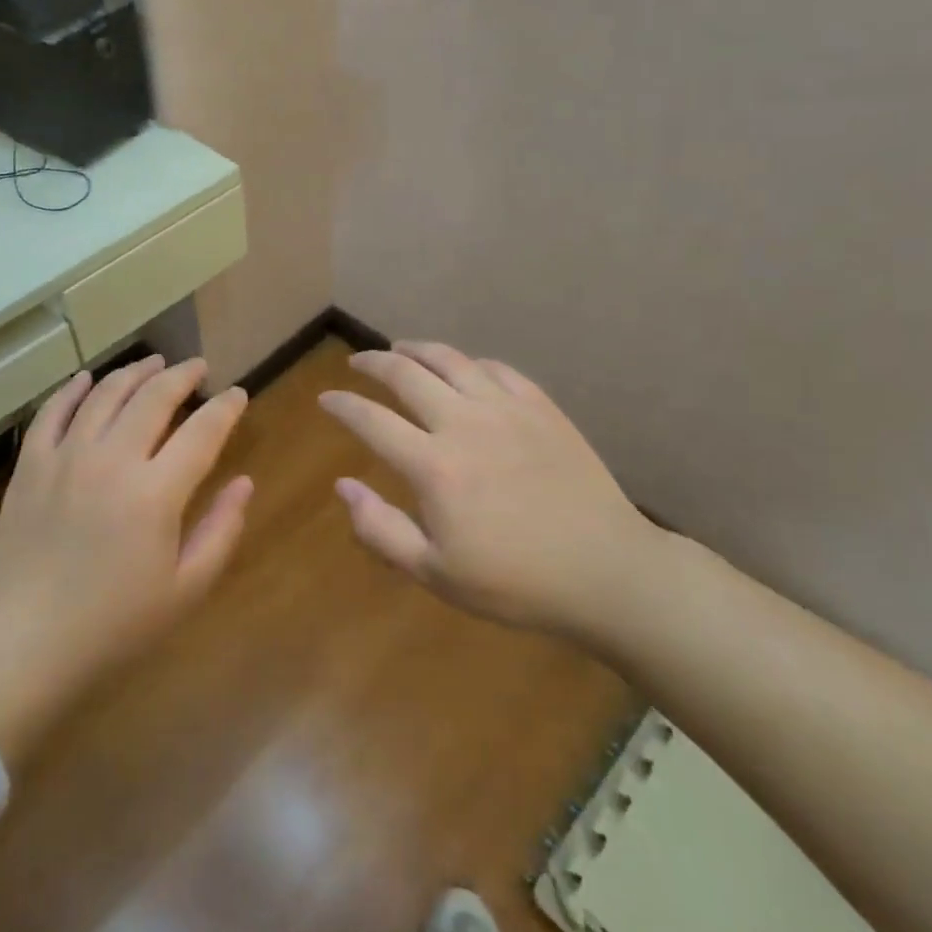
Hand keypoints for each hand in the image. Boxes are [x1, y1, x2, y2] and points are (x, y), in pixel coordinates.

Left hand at [0, 357, 251, 757]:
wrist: (22, 645)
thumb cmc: (113, 626)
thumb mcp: (184, 590)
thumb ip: (220, 531)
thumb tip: (244, 483)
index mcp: (156, 492)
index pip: (202, 432)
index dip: (225, 408)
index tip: (238, 394)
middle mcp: (112, 459)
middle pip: (154, 397)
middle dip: (182, 375)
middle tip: (199, 367)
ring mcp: (66, 457)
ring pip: (105, 394)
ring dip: (135, 372)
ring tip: (154, 362)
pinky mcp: (31, 465)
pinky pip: (53, 412)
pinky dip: (72, 389)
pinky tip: (87, 378)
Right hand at [319, 341, 660, 641]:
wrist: (606, 572)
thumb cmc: (515, 582)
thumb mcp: (436, 573)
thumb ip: (380, 529)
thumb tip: (342, 486)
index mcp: (433, 465)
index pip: (371, 420)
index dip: (342, 405)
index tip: (326, 399)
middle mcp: (464, 423)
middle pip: (406, 374)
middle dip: (373, 362)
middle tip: (358, 363)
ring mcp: (506, 409)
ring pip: (451, 360)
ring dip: (417, 349)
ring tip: (401, 348)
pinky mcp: (541, 407)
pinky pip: (497, 369)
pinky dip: (470, 362)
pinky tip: (464, 368)